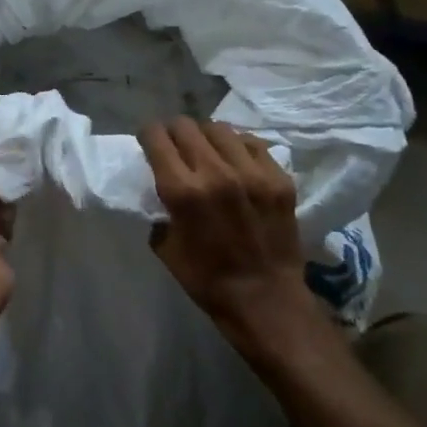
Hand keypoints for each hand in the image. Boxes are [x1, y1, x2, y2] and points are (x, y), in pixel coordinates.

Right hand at [139, 119, 319, 361]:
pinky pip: (252, 143)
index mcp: (182, 192)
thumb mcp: (165, 247)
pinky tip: (235, 161)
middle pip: (186, 126)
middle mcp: (216, 172)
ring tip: (206, 150)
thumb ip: (160, 210)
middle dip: (173, 131)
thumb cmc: (206, 280)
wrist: (265, 300)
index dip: (147, 135)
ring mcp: (252, 173)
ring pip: (219, 129)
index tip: (148, 142)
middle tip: (174, 144)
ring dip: (205, 136)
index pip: (156, 138)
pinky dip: (237, 147)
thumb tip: (161, 190)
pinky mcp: (278, 178)